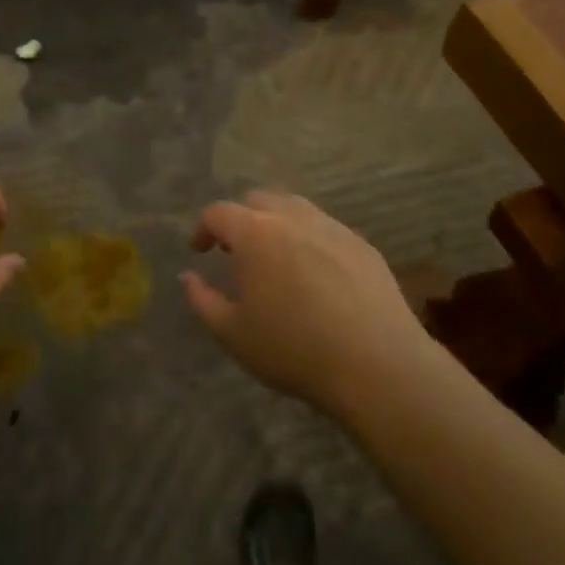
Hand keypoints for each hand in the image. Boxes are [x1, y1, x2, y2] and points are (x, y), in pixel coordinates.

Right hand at [180, 191, 426, 413]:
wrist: (376, 364)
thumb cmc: (294, 350)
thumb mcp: (233, 334)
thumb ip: (203, 300)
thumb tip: (188, 276)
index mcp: (255, 233)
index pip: (219, 212)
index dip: (203, 228)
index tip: (200, 251)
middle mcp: (293, 217)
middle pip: (258, 199)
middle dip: (241, 219)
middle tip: (237, 252)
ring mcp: (332, 227)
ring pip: (295, 208)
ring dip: (276, 223)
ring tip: (276, 258)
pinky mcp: (362, 245)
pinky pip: (326, 229)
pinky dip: (310, 240)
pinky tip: (316, 275)